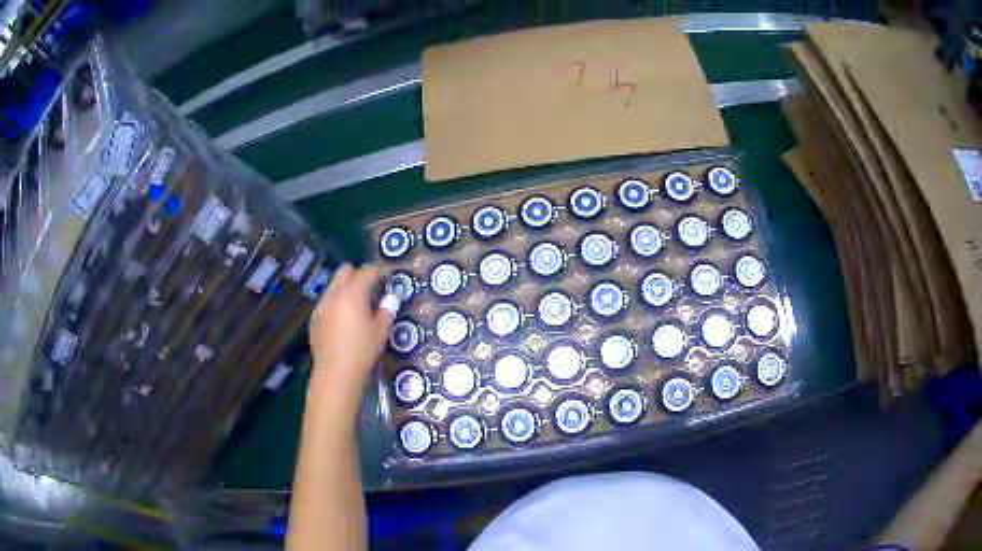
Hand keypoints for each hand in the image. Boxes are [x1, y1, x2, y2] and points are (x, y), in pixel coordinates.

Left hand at [308, 264, 395, 401]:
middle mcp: (334, 294)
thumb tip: (392, 298)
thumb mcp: (381, 331)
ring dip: (345, 289)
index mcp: (353, 292)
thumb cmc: (362, 350)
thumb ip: (387, 310)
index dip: (378, 273)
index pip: (367, 271)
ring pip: (333, 286)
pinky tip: (343, 322)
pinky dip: (336, 304)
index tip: (386, 282)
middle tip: (371, 291)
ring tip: (357, 308)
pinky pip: (326, 302)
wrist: (336, 373)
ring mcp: (321, 306)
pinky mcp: (314, 319)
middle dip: (358, 276)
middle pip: (345, 271)